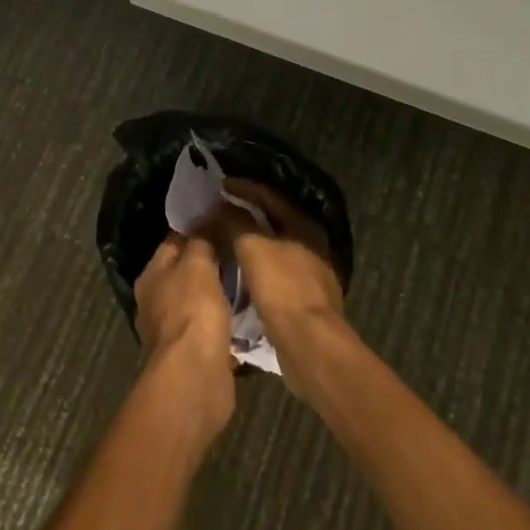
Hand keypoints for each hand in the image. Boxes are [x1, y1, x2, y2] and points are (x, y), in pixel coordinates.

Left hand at [133, 233, 235, 444]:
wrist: (195, 378)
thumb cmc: (192, 312)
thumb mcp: (197, 264)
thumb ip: (201, 240)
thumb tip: (207, 218)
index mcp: (151, 275)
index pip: (175, 240)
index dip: (200, 227)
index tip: (227, 217)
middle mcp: (157, 300)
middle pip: (188, 270)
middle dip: (214, 260)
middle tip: (244, 245)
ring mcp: (175, 329)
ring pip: (203, 299)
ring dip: (223, 291)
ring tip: (252, 274)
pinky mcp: (195, 352)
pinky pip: (214, 326)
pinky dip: (228, 319)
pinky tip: (250, 310)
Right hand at [219, 181, 350, 393]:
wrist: (310, 344)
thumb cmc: (282, 288)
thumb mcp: (253, 248)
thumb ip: (236, 222)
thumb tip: (221, 204)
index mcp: (304, 225)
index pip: (270, 196)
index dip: (243, 188)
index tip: (218, 185)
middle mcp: (311, 244)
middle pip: (273, 220)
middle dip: (245, 214)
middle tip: (217, 210)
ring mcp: (309, 273)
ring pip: (272, 247)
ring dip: (248, 241)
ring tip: (222, 238)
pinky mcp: (302, 298)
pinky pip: (272, 271)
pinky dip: (254, 266)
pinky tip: (236, 270)